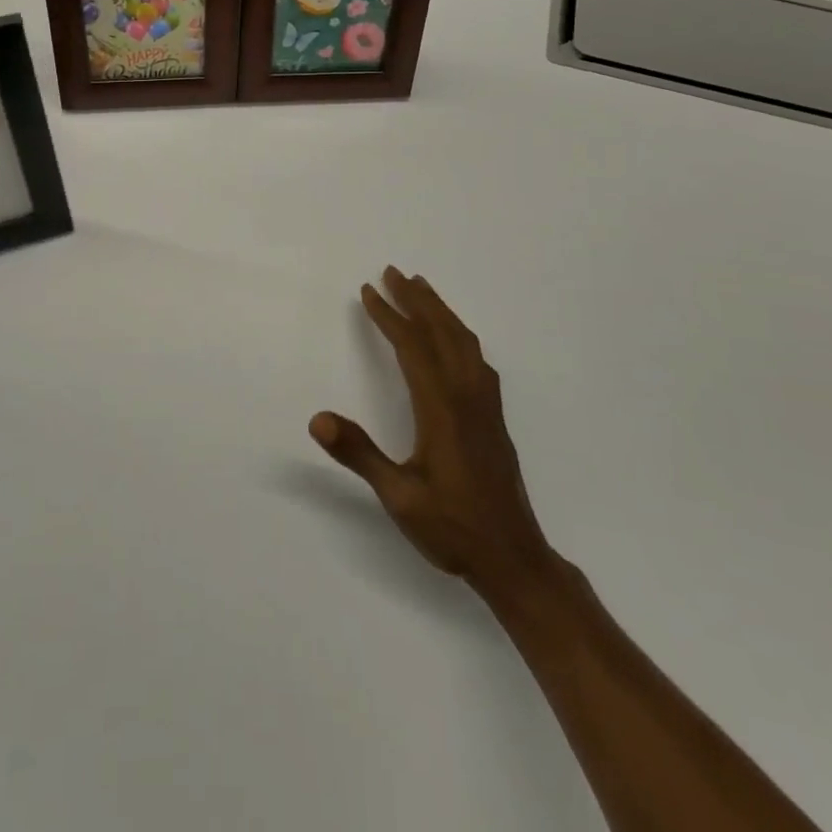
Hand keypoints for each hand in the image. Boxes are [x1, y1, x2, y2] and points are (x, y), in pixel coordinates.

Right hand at [311, 268, 554, 596]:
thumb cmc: (452, 528)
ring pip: (464, 342)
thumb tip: (317, 419)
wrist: (514, 559)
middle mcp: (467, 396)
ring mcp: (486, 406)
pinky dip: (459, 334)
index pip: (412, 346)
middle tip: (393, 272)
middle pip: (441, 332)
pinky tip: (454, 341)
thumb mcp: (398, 495)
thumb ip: (359, 454)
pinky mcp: (494, 418)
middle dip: (416, 299)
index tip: (368, 290)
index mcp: (442, 408)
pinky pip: (476, 358)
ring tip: (421, 290)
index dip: (388, 315)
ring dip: (440, 311)